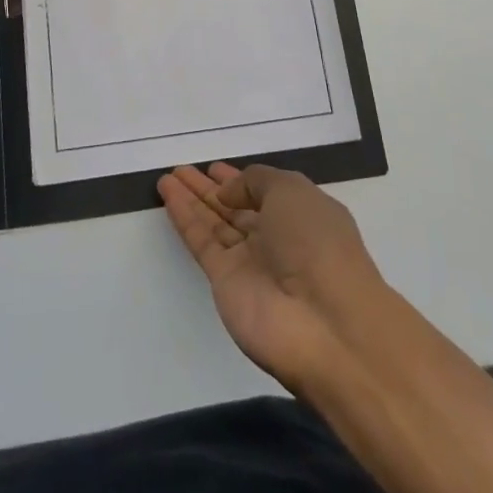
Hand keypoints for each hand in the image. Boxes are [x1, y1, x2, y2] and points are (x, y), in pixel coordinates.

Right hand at [158, 163, 385, 393]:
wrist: (325, 325)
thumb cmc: (318, 243)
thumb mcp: (292, 191)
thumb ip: (255, 181)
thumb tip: (227, 193)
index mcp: (301, 214)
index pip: (263, 192)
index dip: (239, 179)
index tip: (212, 167)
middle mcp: (276, 238)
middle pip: (236, 208)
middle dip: (209, 189)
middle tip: (181, 169)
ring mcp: (250, 262)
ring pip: (215, 223)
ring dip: (192, 200)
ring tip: (167, 178)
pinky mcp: (226, 283)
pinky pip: (202, 242)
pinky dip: (185, 219)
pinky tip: (168, 195)